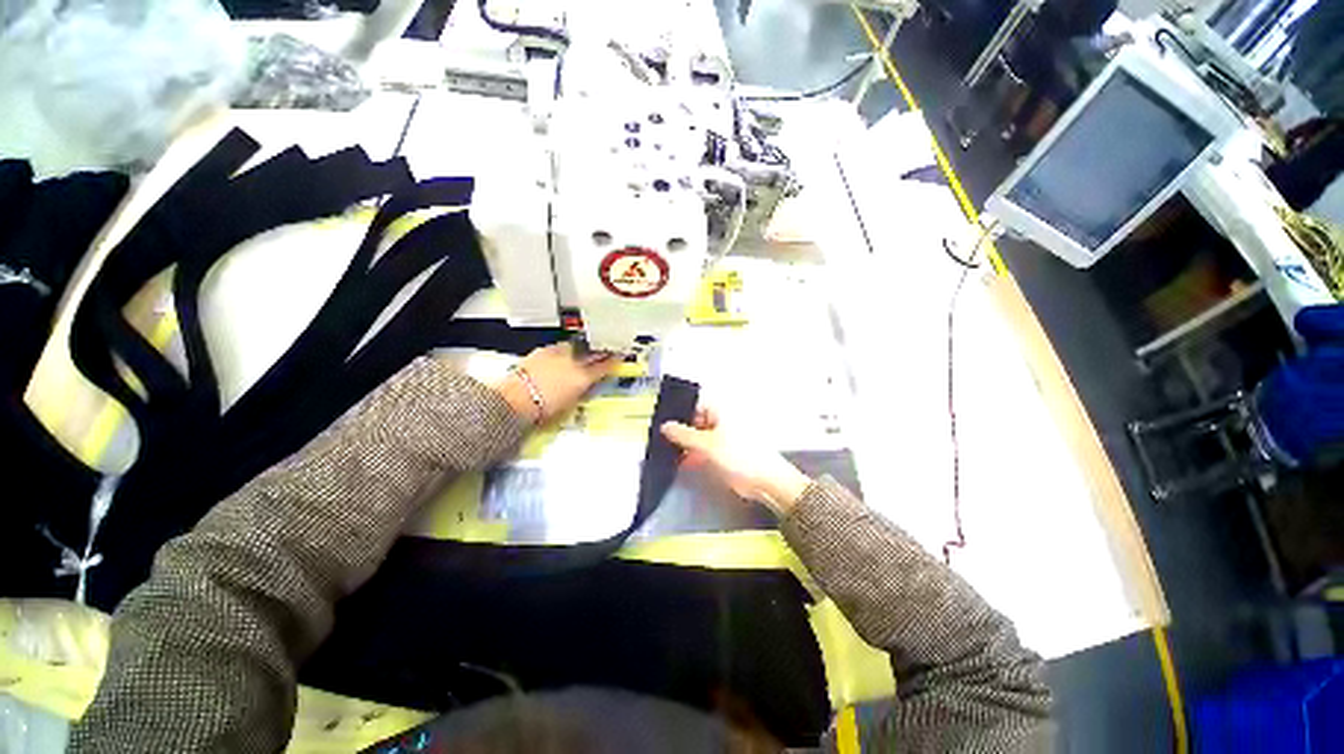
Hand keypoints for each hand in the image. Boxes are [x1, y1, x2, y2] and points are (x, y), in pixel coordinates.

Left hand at [497, 343, 618, 422]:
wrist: (516, 398)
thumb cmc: (545, 409)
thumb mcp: (570, 405)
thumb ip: (581, 392)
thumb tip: (586, 386)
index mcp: (583, 377)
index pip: (604, 367)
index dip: (613, 361)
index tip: (619, 357)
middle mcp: (574, 362)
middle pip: (592, 353)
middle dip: (601, 351)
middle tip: (607, 349)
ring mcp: (559, 353)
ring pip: (576, 347)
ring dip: (582, 349)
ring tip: (583, 351)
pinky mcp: (544, 350)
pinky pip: (560, 347)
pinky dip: (564, 350)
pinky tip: (562, 354)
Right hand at [660, 405, 811, 515]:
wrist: (765, 480)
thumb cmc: (739, 455)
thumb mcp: (707, 444)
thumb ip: (683, 435)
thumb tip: (664, 426)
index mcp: (721, 409)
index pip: (694, 403)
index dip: (678, 412)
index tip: (662, 422)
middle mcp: (721, 419)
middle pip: (695, 420)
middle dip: (680, 430)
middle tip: (660, 438)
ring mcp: (723, 436)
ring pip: (698, 436)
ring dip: (685, 444)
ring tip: (666, 451)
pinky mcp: (724, 451)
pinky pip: (704, 449)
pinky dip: (693, 454)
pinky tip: (681, 462)